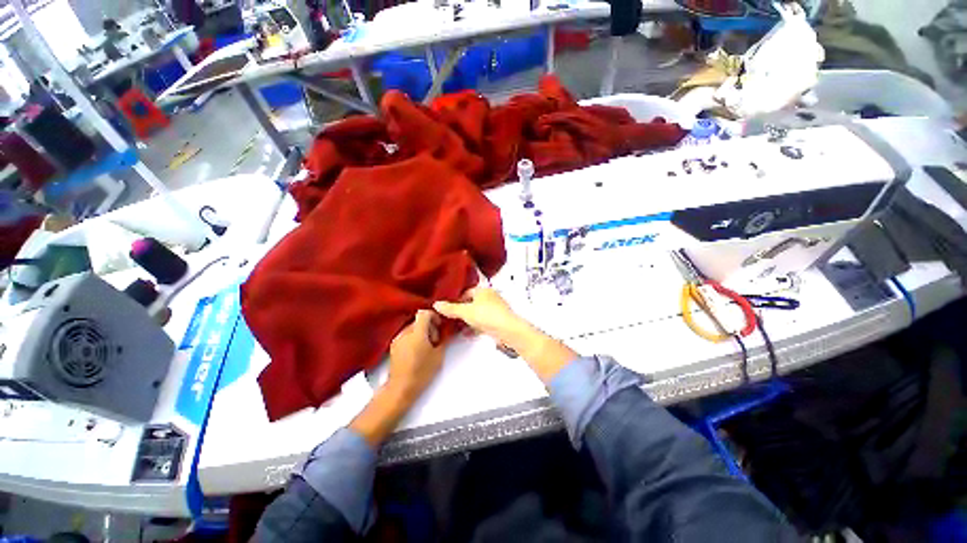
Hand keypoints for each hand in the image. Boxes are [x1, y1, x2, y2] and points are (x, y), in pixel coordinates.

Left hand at [386, 309, 445, 400]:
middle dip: (429, 326)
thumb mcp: (438, 355)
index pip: (424, 313)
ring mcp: (397, 339)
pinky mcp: (393, 346)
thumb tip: (446, 331)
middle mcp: (405, 333)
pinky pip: (406, 335)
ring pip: (412, 327)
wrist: (401, 388)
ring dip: (421, 332)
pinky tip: (417, 351)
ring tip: (426, 347)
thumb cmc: (422, 372)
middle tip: (435, 340)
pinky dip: (413, 338)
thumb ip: (443, 339)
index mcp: (417, 333)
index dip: (433, 316)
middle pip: (419, 320)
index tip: (439, 325)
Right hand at [433, 287, 529, 345]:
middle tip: (451, 318)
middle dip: (462, 311)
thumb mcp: (466, 312)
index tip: (448, 307)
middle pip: (472, 303)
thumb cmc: (488, 316)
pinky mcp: (498, 321)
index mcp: (483, 290)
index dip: (456, 299)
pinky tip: (467, 334)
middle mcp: (490, 298)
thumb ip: (451, 309)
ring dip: (468, 320)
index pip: (467, 292)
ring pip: (477, 313)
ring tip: (457, 327)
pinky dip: (475, 327)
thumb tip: (436, 304)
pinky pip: (483, 322)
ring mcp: (495, 310)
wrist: (508, 330)